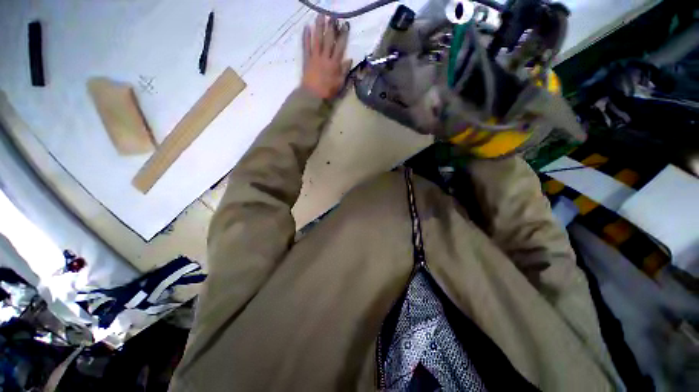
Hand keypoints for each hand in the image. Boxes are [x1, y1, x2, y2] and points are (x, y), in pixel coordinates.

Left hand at [302, 14, 351, 99]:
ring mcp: (315, 57)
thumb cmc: (327, 91)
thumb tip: (349, 59)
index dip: (343, 35)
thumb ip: (344, 71)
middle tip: (332, 16)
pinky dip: (306, 36)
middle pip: (328, 39)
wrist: (312, 95)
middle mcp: (325, 57)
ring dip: (318, 27)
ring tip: (320, 16)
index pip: (340, 46)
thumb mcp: (340, 83)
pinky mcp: (307, 59)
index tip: (345, 25)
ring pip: (317, 39)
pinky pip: (306, 46)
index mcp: (334, 64)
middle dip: (331, 27)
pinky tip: (306, 27)